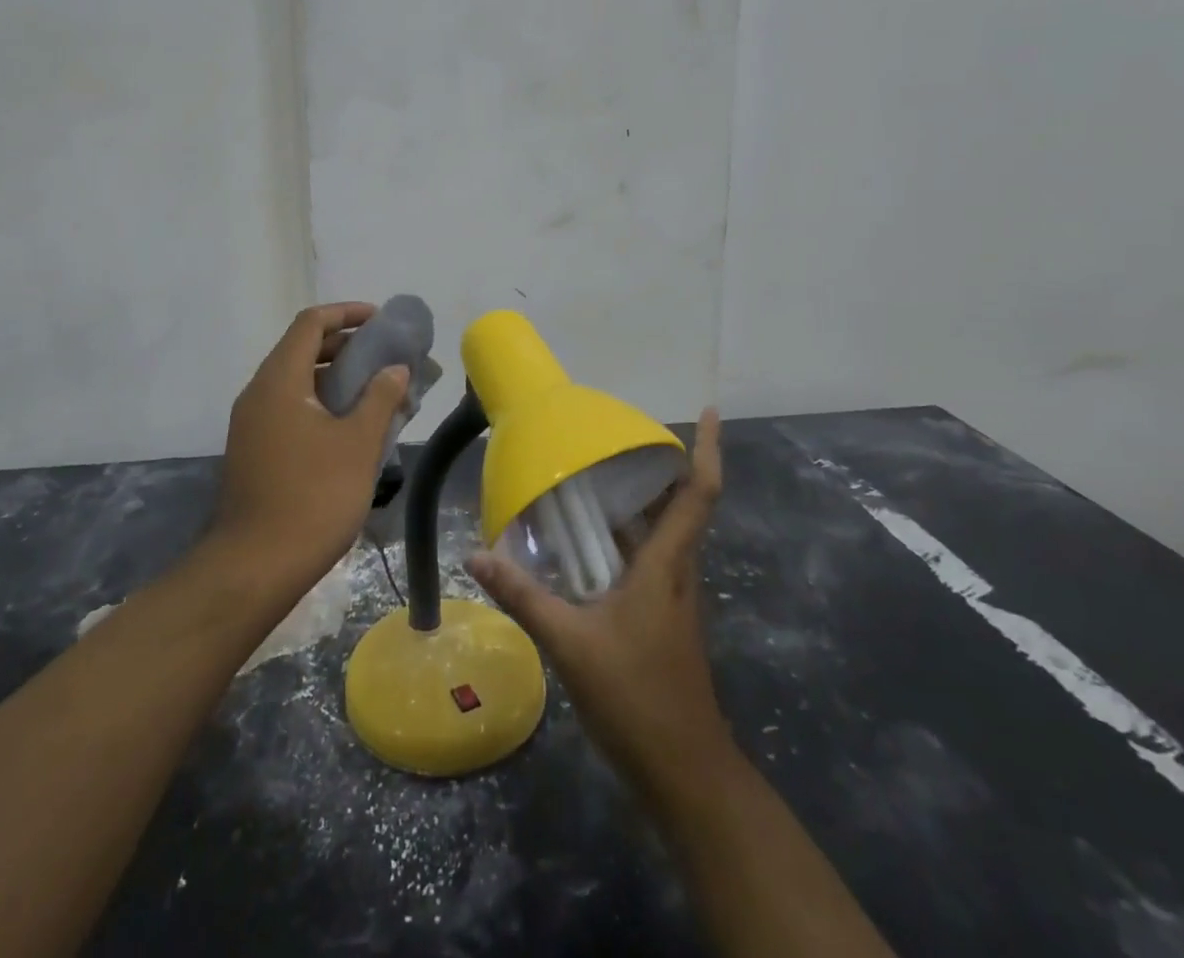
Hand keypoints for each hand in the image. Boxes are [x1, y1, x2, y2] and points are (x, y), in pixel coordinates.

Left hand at [213, 303, 411, 589]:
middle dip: (346, 346)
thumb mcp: (358, 444)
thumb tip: (395, 369)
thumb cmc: (313, 496)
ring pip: (297, 381)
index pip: (310, 323)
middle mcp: (258, 393)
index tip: (381, 321)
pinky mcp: (254, 450)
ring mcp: (252, 424)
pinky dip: (321, 403)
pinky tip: (351, 427)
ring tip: (376, 390)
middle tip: (385, 356)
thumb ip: (381, 398)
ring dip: (336, 377)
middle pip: (302, 349)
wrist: (255, 566)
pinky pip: (290, 408)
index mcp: (279, 381)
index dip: (347, 313)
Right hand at [469, 407, 734, 806]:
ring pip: (659, 535)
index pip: (699, 494)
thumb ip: (523, 596)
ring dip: (635, 504)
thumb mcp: (570, 643)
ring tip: (590, 479)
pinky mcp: (661, 618)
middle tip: (614, 439)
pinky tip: (584, 546)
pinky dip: (621, 541)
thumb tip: (476, 555)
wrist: (683, 772)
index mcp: (666, 565)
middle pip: (677, 506)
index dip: (707, 450)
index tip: (706, 411)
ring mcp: (671, 597)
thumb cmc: (636, 697)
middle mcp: (676, 572)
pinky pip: (644, 561)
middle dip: (655, 469)